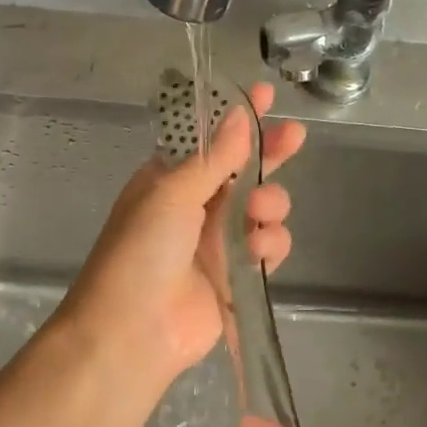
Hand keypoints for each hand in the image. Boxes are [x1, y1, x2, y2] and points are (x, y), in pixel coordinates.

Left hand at [56, 83, 304, 390]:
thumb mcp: (171, 194)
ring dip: (270, 204)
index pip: (209, 140)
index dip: (236, 118)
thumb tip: (239, 114)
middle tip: (295, 137)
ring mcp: (217, 242)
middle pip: (243, 170)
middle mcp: (195, 206)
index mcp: (169, 180)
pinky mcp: (237, 276)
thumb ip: (213, 158)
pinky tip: (259, 251)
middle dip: (269, 153)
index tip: (264, 95)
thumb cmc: (141, 252)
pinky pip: (268, 248)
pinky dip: (270, 245)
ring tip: (258, 214)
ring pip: (263, 208)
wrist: (132, 332)